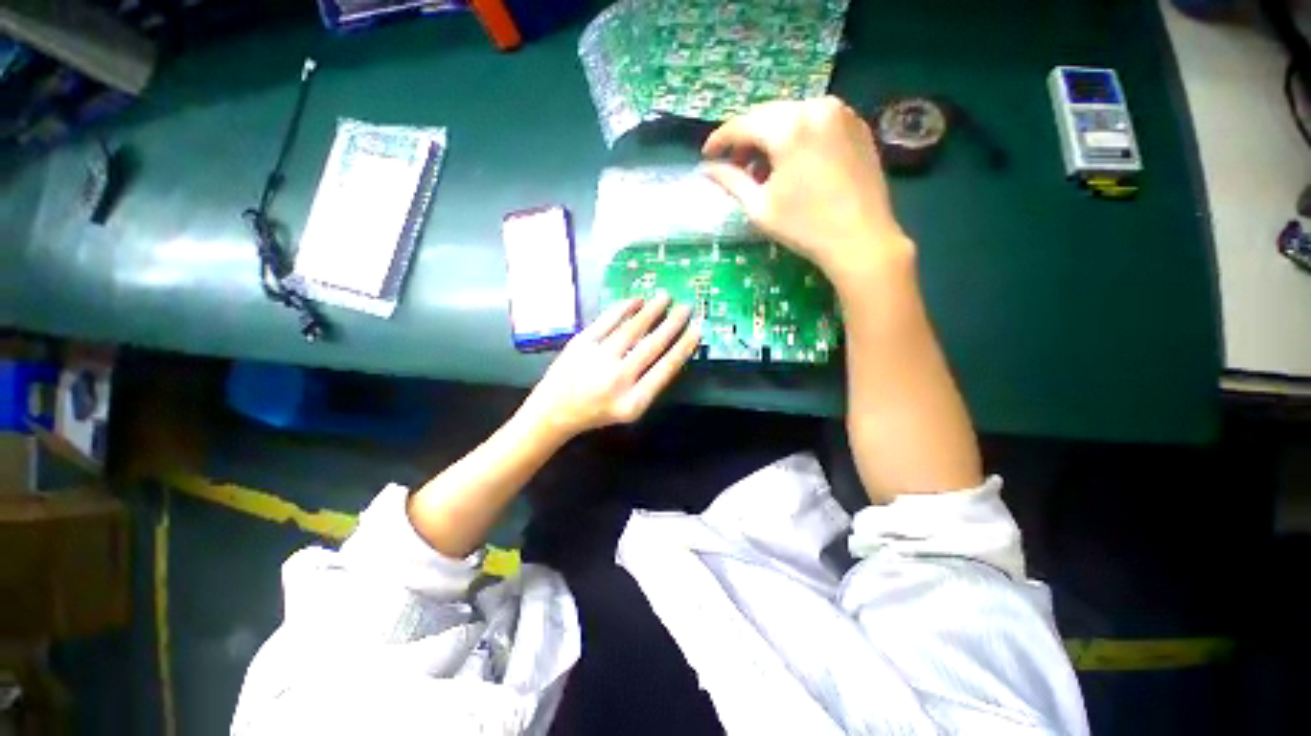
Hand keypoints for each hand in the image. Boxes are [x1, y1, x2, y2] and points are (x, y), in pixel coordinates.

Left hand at [519, 294, 701, 441]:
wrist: (555, 411)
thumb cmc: (598, 411)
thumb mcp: (630, 408)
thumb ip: (650, 384)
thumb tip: (670, 349)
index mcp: (633, 401)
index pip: (666, 368)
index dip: (684, 346)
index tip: (697, 329)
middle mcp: (617, 379)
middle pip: (652, 345)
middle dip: (672, 324)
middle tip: (686, 307)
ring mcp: (597, 358)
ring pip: (631, 328)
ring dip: (651, 311)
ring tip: (665, 297)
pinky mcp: (581, 343)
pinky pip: (607, 320)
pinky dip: (624, 308)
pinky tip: (637, 300)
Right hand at [701, 96, 913, 288]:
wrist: (861, 239)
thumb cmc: (804, 227)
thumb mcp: (759, 207)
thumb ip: (730, 181)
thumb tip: (707, 169)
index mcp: (788, 126)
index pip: (742, 124)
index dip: (720, 140)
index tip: (706, 156)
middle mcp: (815, 106)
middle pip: (767, 116)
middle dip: (746, 139)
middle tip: (735, 166)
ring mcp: (841, 112)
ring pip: (792, 116)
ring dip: (771, 138)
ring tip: (763, 169)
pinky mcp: (857, 124)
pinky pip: (815, 121)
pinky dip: (796, 137)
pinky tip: (791, 163)